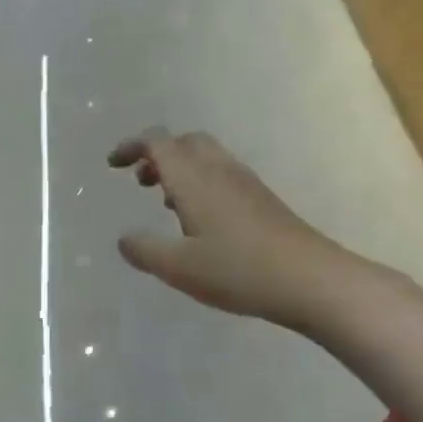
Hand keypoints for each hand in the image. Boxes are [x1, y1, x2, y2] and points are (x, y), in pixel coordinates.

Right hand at [109, 129, 345, 328]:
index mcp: (194, 179)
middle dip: (158, 155)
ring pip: (206, 158)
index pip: (158, 142)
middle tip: (140, 182)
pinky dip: (201, 183)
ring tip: (165, 203)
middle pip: (185, 142)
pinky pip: (222, 175)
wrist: (310, 279)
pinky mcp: (262, 200)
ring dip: (180, 169)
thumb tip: (124, 239)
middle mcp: (219, 171)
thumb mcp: (179, 267)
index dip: (132, 146)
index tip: (112, 164)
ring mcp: (245, 183)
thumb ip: (145, 250)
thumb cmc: (238, 270)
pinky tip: (201, 221)